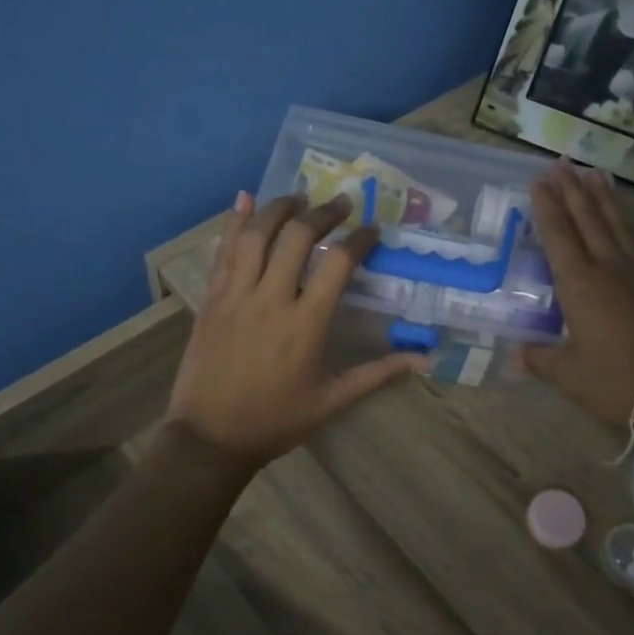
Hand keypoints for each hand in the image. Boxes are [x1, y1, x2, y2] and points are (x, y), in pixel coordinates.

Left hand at [166, 191, 426, 467]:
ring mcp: (236, 295)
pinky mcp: (211, 299)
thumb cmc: (275, 421)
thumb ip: (377, 373)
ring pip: (257, 235)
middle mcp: (271, 299)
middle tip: (341, 204)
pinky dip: (235, 222)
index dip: (359, 240)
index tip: (373, 230)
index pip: (338, 264)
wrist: (210, 437)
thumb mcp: (332, 400)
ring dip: (280, 208)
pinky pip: (224, 251)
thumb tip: (423, 360)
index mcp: (305, 324)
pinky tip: (244, 199)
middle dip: (323, 213)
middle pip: (298, 237)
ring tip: (299, 197)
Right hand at [521, 161, 633, 425]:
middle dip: (572, 190)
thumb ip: (541, 359)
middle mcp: (608, 269)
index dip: (547, 207)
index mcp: (580, 285)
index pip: (558, 235)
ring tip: (595, 173)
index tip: (539, 181)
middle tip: (562, 162)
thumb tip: (519, 354)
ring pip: (616, 225)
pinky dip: (623, 225)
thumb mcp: (569, 375)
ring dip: (603, 198)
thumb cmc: (617, 380)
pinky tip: (621, 227)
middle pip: (588, 219)